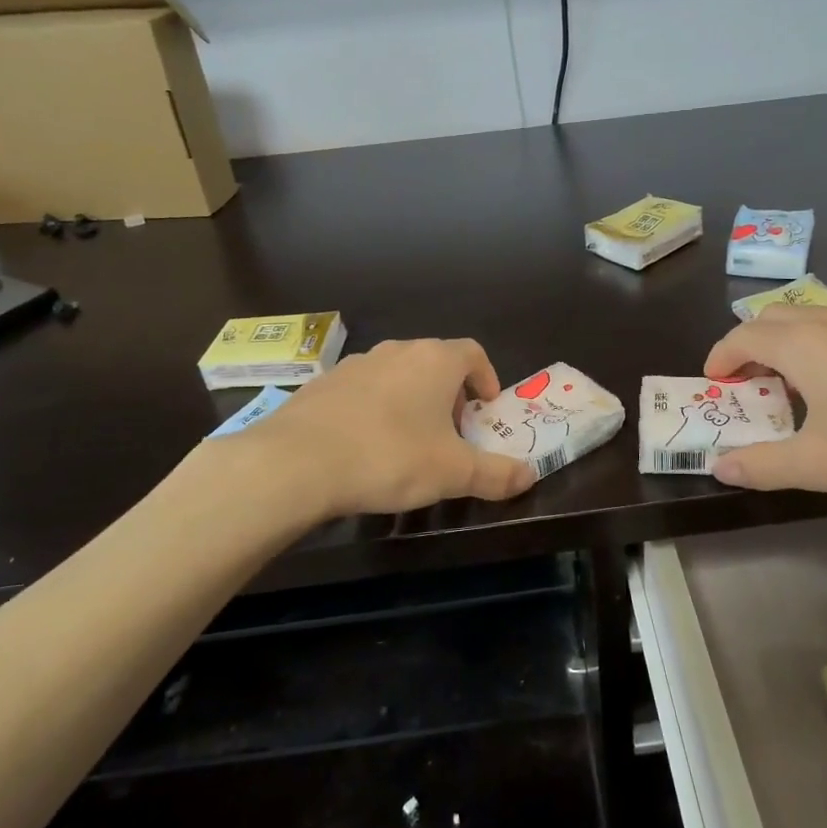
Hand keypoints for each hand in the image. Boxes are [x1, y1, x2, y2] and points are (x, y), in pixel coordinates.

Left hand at [236, 338, 535, 517]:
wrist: (296, 462)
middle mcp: (396, 351)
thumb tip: (530, 475)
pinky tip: (365, 445)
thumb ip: (496, 474)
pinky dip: (375, 408)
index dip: (486, 377)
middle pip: (435, 362)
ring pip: (397, 374)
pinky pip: (362, 390)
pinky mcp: (322, 384)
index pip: (472, 353)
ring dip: (412, 399)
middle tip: (452, 431)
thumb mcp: (452, 473)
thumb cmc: (389, 457)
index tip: (486, 408)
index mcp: (434, 361)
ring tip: (409, 440)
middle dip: (450, 393)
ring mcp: (355, 364)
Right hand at [702, 307, 826, 509]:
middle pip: (778, 317)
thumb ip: (762, 464)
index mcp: (806, 344)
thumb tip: (719, 465)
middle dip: (753, 345)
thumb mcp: (820, 465)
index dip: (721, 356)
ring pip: (820, 319)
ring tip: (801, 386)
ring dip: (794, 344)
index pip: (744, 335)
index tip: (714, 382)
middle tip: (750, 384)